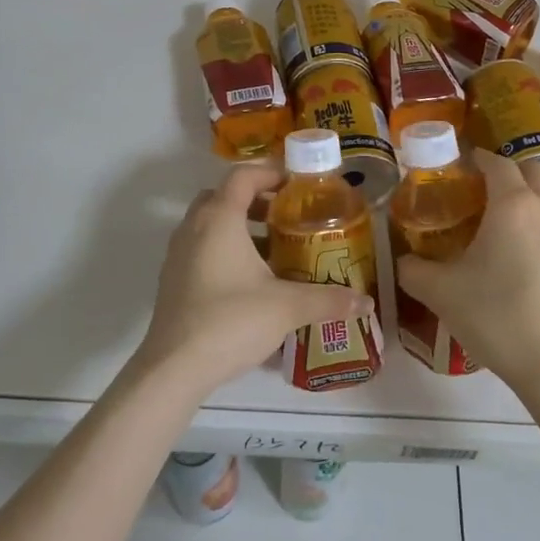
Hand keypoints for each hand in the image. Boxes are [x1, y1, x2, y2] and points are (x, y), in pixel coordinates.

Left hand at [133, 165, 375, 399]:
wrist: (174, 368)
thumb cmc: (231, 321)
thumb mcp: (287, 307)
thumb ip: (328, 299)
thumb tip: (366, 303)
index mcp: (219, 219)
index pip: (242, 176)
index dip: (270, 172)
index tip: (298, 184)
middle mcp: (194, 227)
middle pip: (223, 196)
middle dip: (256, 199)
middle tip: (286, 215)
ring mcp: (178, 254)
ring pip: (210, 223)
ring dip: (240, 226)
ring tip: (274, 249)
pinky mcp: (173, 280)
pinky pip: (201, 248)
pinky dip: (225, 249)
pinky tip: (250, 280)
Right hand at [394, 151, 539, 393]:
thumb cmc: (496, 318)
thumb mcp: (440, 293)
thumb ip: (413, 269)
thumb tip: (402, 260)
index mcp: (512, 206)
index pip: (496, 163)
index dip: (476, 158)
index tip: (457, 164)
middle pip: (531, 170)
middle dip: (506, 171)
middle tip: (479, 190)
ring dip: (527, 197)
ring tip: (500, 224)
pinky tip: (523, 257)